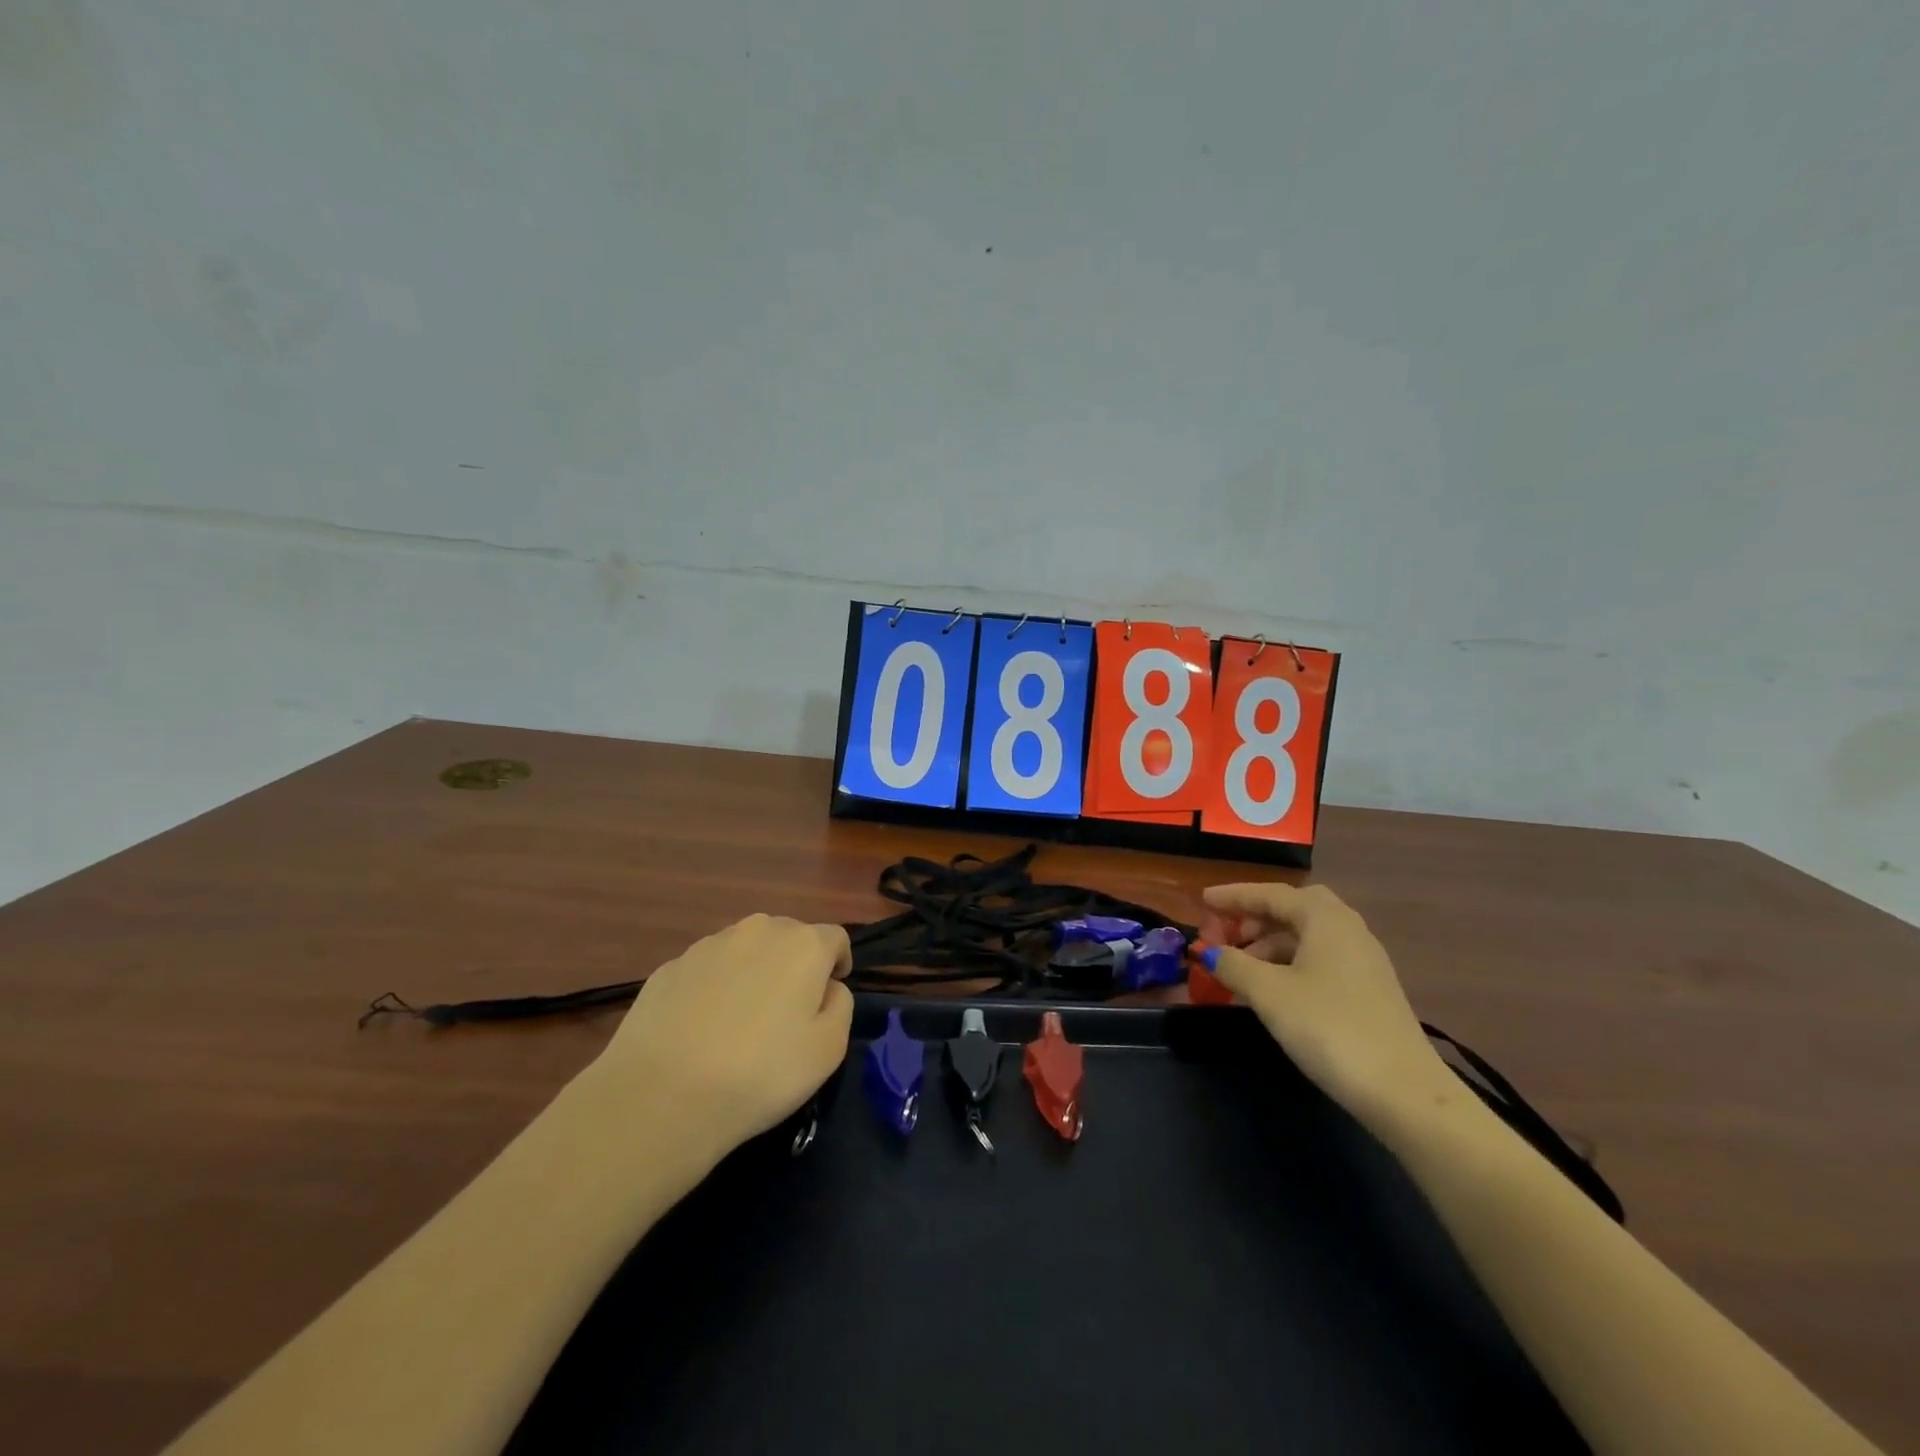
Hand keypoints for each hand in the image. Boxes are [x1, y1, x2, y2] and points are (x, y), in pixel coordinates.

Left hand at [585, 913, 853, 1160]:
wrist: (660, 1097)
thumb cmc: (760, 1073)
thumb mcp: (829, 1050)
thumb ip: (840, 1006)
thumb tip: (827, 988)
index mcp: (803, 945)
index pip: (835, 937)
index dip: (838, 963)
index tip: (829, 996)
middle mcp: (758, 930)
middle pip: (789, 937)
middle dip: (795, 965)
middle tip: (787, 1012)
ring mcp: (709, 945)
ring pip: (746, 949)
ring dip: (754, 973)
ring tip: (741, 1022)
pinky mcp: (670, 967)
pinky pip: (708, 970)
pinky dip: (715, 988)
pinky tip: (702, 1030)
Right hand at [1202, 882, 1453, 1126]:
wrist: (1403, 1091)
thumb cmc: (1328, 1027)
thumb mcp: (1269, 993)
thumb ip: (1234, 965)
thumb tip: (1209, 951)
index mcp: (1326, 919)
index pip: (1272, 894)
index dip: (1234, 896)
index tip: (1203, 900)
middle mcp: (1349, 930)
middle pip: (1297, 908)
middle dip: (1259, 915)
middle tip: (1229, 931)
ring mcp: (1365, 961)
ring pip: (1311, 935)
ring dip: (1273, 941)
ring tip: (1242, 966)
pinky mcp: (1371, 991)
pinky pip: (1322, 958)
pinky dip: (1292, 961)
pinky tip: (1275, 989)